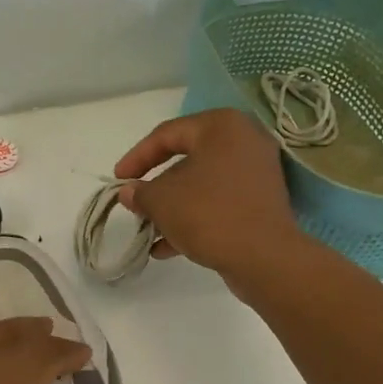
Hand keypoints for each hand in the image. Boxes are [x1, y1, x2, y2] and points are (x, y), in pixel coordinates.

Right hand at [114, 108, 303, 287]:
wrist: (265, 257)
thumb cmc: (209, 214)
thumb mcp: (162, 201)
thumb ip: (140, 192)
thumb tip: (129, 193)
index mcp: (221, 126)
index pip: (167, 134)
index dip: (136, 157)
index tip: (118, 181)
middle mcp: (243, 141)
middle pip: (186, 160)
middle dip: (156, 187)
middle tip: (135, 205)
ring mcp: (256, 173)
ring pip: (202, 185)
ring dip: (173, 207)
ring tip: (149, 231)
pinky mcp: (261, 202)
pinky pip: (219, 202)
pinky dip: (194, 218)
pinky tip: (167, 248)